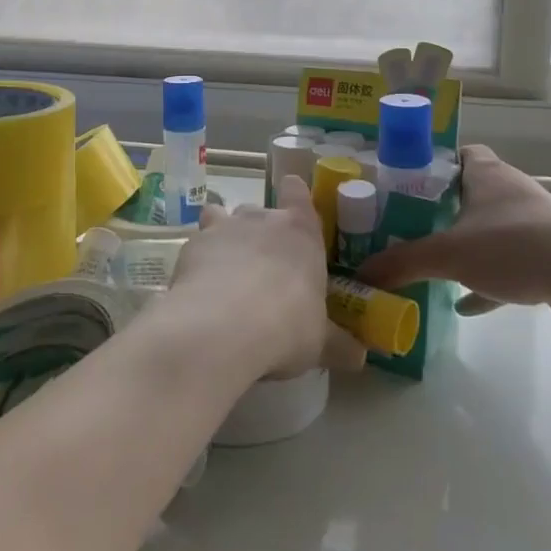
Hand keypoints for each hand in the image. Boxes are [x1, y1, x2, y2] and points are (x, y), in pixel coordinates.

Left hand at [156, 175, 366, 379]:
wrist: (222, 326)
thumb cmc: (286, 326)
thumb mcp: (319, 342)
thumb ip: (337, 344)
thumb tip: (360, 357)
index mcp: (300, 232)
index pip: (297, 192)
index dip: (294, 195)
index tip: (293, 208)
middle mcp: (260, 219)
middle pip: (259, 211)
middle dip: (259, 232)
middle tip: (263, 267)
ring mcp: (222, 228)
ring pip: (220, 216)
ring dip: (223, 236)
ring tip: (225, 270)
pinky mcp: (191, 246)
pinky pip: (196, 244)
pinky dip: (198, 260)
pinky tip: (199, 288)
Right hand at [356, 145, 550, 319]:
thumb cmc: (512, 247)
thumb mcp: (447, 254)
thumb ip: (402, 262)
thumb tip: (361, 272)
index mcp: (487, 174)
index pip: (460, 153)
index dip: (435, 164)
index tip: (409, 183)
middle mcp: (511, 190)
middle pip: (471, 191)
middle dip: (444, 207)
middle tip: (411, 224)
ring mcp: (534, 222)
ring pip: (491, 227)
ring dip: (467, 242)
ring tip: (436, 261)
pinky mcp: (549, 253)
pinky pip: (509, 261)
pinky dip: (487, 278)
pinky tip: (465, 303)